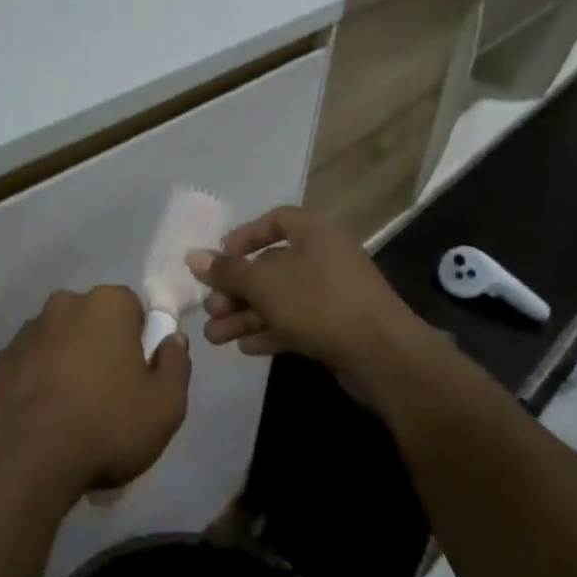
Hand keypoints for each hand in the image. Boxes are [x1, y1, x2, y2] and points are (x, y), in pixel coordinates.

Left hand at [0, 286, 190, 499]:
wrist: (27, 458)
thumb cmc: (107, 424)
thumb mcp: (166, 405)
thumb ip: (176, 364)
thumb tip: (173, 339)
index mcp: (107, 303)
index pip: (133, 307)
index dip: (141, 340)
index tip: (140, 375)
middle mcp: (65, 304)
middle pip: (94, 320)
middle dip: (103, 347)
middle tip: (111, 395)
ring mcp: (28, 330)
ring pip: (61, 340)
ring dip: (70, 362)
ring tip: (75, 412)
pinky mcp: (2, 359)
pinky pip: (33, 363)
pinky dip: (41, 380)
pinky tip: (47, 417)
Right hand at [192, 205, 422, 377]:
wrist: (384, 355)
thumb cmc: (318, 303)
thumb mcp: (264, 284)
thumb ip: (227, 271)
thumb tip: (192, 256)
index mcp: (312, 233)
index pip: (275, 221)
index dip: (245, 236)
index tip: (221, 258)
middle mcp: (324, 257)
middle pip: (271, 266)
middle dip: (236, 289)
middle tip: (210, 309)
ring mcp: (333, 294)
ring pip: (280, 299)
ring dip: (245, 316)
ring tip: (214, 337)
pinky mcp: (338, 327)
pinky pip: (296, 322)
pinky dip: (270, 331)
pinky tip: (245, 348)